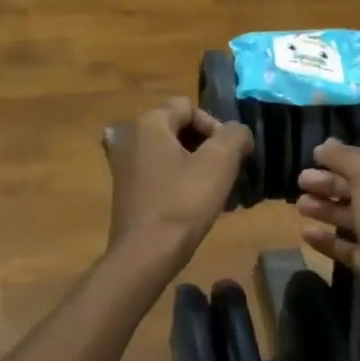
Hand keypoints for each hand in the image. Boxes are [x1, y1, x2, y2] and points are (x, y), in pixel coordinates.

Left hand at [102, 98, 252, 268]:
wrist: (146, 253)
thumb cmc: (183, 202)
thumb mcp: (220, 162)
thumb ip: (235, 135)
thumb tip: (238, 133)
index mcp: (149, 122)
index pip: (189, 107)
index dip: (215, 126)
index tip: (229, 155)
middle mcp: (129, 136)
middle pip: (176, 127)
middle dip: (204, 145)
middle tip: (223, 172)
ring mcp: (121, 163)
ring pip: (167, 151)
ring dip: (191, 163)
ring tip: (210, 189)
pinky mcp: (123, 188)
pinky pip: (155, 172)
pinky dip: (173, 178)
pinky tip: (188, 200)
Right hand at [295, 140, 359, 333]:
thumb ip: (347, 159)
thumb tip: (326, 145)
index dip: (347, 155)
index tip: (316, 154)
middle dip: (331, 183)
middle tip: (301, 180)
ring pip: (354, 218)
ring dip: (327, 208)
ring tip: (299, 205)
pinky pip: (350, 247)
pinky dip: (329, 239)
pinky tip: (306, 234)